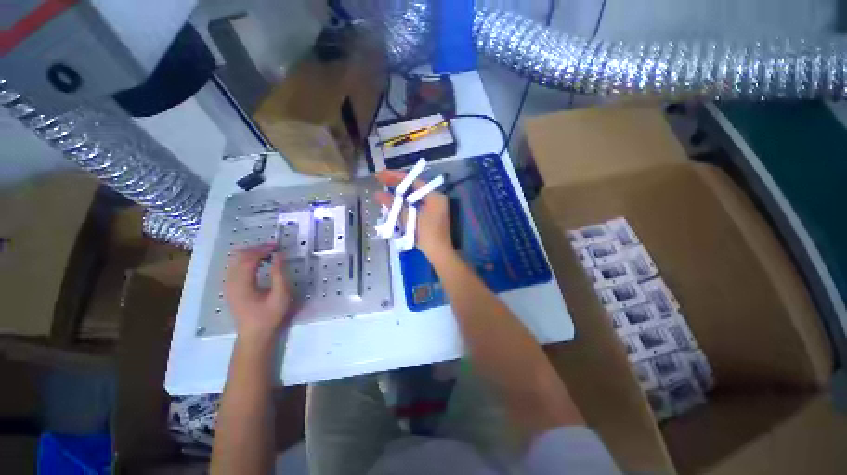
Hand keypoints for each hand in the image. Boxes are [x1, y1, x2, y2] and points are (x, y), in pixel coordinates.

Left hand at [224, 244, 292, 343]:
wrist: (254, 334)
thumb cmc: (270, 315)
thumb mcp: (281, 295)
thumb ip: (279, 274)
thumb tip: (279, 255)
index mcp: (242, 284)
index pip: (249, 259)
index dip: (262, 249)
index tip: (277, 246)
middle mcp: (231, 282)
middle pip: (239, 257)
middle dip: (256, 249)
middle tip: (273, 247)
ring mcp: (228, 285)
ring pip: (234, 261)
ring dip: (250, 253)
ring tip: (267, 253)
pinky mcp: (230, 288)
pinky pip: (234, 267)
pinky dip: (245, 260)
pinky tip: (258, 262)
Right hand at [375, 169, 453, 259]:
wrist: (439, 253)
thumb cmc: (426, 235)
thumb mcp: (409, 219)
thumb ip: (394, 205)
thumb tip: (378, 194)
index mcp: (434, 196)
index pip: (413, 181)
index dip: (396, 177)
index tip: (381, 175)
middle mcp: (436, 198)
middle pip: (414, 187)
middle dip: (397, 184)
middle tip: (380, 179)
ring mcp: (434, 206)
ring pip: (414, 196)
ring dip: (400, 194)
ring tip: (384, 188)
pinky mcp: (431, 214)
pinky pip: (416, 204)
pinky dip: (405, 203)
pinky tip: (395, 202)